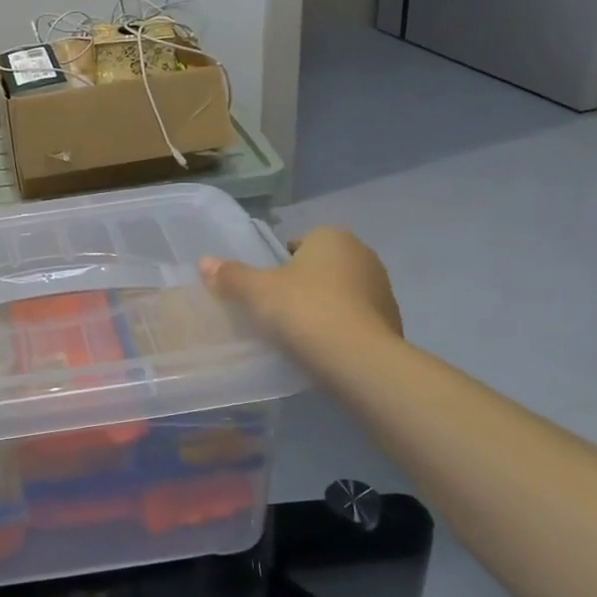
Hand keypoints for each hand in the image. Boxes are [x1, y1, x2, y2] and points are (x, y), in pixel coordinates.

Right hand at [198, 226, 401, 355]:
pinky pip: (357, 320)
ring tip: (299, 332)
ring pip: (342, 293)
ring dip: (324, 306)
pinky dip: (341, 329)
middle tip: (278, 308)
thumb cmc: (304, 309)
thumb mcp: (257, 291)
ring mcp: (383, 290)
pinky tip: (322, 348)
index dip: (281, 262)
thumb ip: (231, 275)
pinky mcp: (392, 323)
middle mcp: (363, 255)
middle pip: (322, 266)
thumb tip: (203, 262)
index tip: (267, 286)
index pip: (301, 241)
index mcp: (333, 237)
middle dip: (304, 283)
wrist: (358, 359)